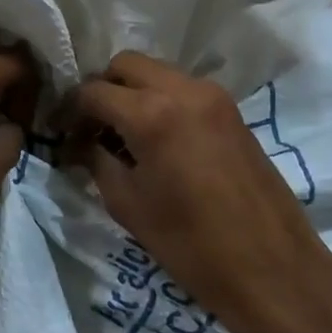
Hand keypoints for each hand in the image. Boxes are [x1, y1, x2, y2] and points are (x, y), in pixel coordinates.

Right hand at [72, 52, 331, 332]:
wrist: (270, 267)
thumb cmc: (189, 244)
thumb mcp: (127, 204)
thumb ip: (97, 161)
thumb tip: (81, 144)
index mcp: (151, 113)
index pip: (93, 91)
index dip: (70, 110)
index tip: (61, 133)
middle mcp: (183, 90)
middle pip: (126, 64)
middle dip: (102, 89)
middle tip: (91, 127)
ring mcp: (213, 97)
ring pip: (157, 72)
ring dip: (133, 93)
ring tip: (122, 134)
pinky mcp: (232, 111)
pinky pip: (183, 89)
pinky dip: (161, 101)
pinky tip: (155, 139)